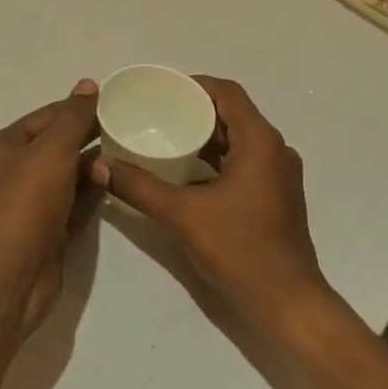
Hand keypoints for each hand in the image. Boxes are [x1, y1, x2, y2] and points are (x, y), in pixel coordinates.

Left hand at [0, 79, 103, 333]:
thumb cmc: (25, 202)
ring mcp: (25, 207)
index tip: (111, 103)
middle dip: (86, 139)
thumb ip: (73, 117)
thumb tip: (88, 84)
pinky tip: (114, 184)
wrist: (9, 276)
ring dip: (90, 168)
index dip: (75, 109)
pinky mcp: (44, 234)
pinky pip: (71, 206)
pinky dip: (90, 195)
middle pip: (54, 148)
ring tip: (125, 155)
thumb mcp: (52, 150)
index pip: (43, 118)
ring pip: (64, 178)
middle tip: (125, 129)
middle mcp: (8, 174)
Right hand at [93, 76, 329, 334]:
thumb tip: (100, 165)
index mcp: (260, 141)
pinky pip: (243, 160)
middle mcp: (274, 149)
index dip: (195, 85)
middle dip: (195, 110)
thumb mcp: (182, 215)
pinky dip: (216, 158)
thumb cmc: (240, 249)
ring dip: (206, 135)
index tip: (163, 90)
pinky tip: (186, 172)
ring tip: (166, 137)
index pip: (227, 93)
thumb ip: (138, 187)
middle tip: (157, 113)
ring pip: (239, 138)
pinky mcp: (276, 195)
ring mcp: (279, 174)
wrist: (287, 303)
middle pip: (233, 113)